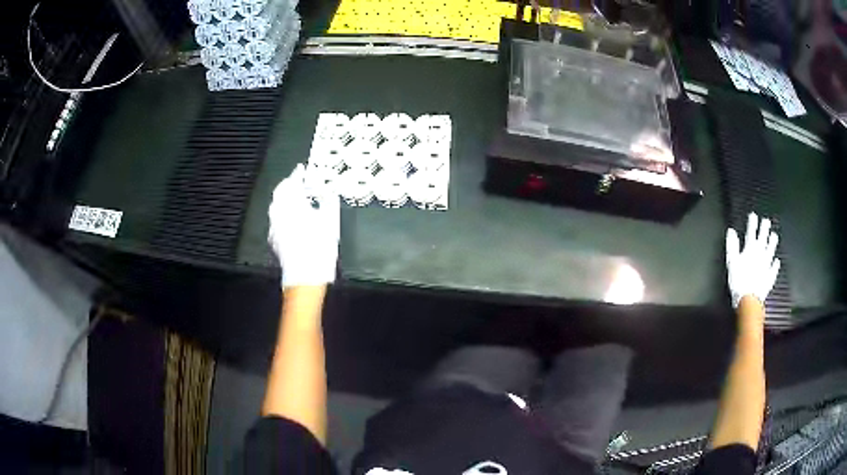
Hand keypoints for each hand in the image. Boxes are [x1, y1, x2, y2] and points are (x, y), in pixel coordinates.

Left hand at [268, 164, 339, 287]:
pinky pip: (276, 220)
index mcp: (292, 203)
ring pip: (276, 207)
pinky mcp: (274, 239)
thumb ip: (328, 202)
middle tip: (297, 182)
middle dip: (288, 186)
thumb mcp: (330, 220)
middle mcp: (278, 212)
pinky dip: (282, 214)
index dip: (297, 174)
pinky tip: (290, 219)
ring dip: (284, 200)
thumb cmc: (319, 245)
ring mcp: (274, 227)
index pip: (292, 182)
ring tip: (294, 199)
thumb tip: (329, 192)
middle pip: (280, 193)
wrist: (305, 274)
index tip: (301, 168)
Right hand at [725, 212, 780, 308]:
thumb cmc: (739, 281)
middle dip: (765, 228)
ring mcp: (767, 264)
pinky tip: (777, 261)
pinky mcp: (770, 276)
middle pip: (763, 238)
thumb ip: (732, 245)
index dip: (752, 223)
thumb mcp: (732, 261)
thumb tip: (731, 232)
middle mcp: (760, 254)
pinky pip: (774, 267)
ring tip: (774, 236)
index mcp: (750, 249)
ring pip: (771, 249)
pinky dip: (775, 263)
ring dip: (772, 242)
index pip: (751, 232)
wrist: (749, 300)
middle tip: (767, 221)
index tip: (753, 215)